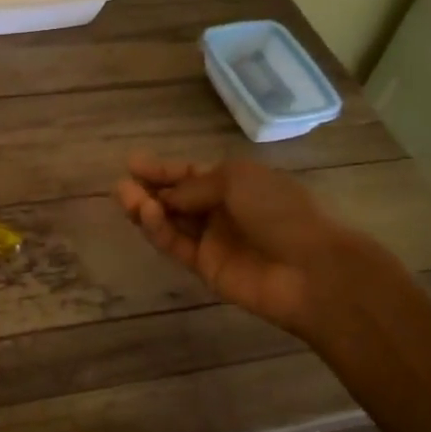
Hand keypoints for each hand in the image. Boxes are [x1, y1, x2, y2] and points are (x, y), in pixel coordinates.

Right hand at [116, 153, 369, 338]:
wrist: (308, 268)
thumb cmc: (279, 210)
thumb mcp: (236, 180)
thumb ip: (193, 187)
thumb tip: (165, 198)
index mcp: (236, 182)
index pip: (192, 174)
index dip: (163, 170)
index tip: (133, 163)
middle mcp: (222, 209)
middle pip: (177, 198)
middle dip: (150, 189)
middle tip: (122, 184)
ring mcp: (213, 240)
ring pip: (172, 222)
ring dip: (148, 209)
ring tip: (125, 197)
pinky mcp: (205, 268)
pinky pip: (176, 245)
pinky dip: (160, 231)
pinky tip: (148, 215)